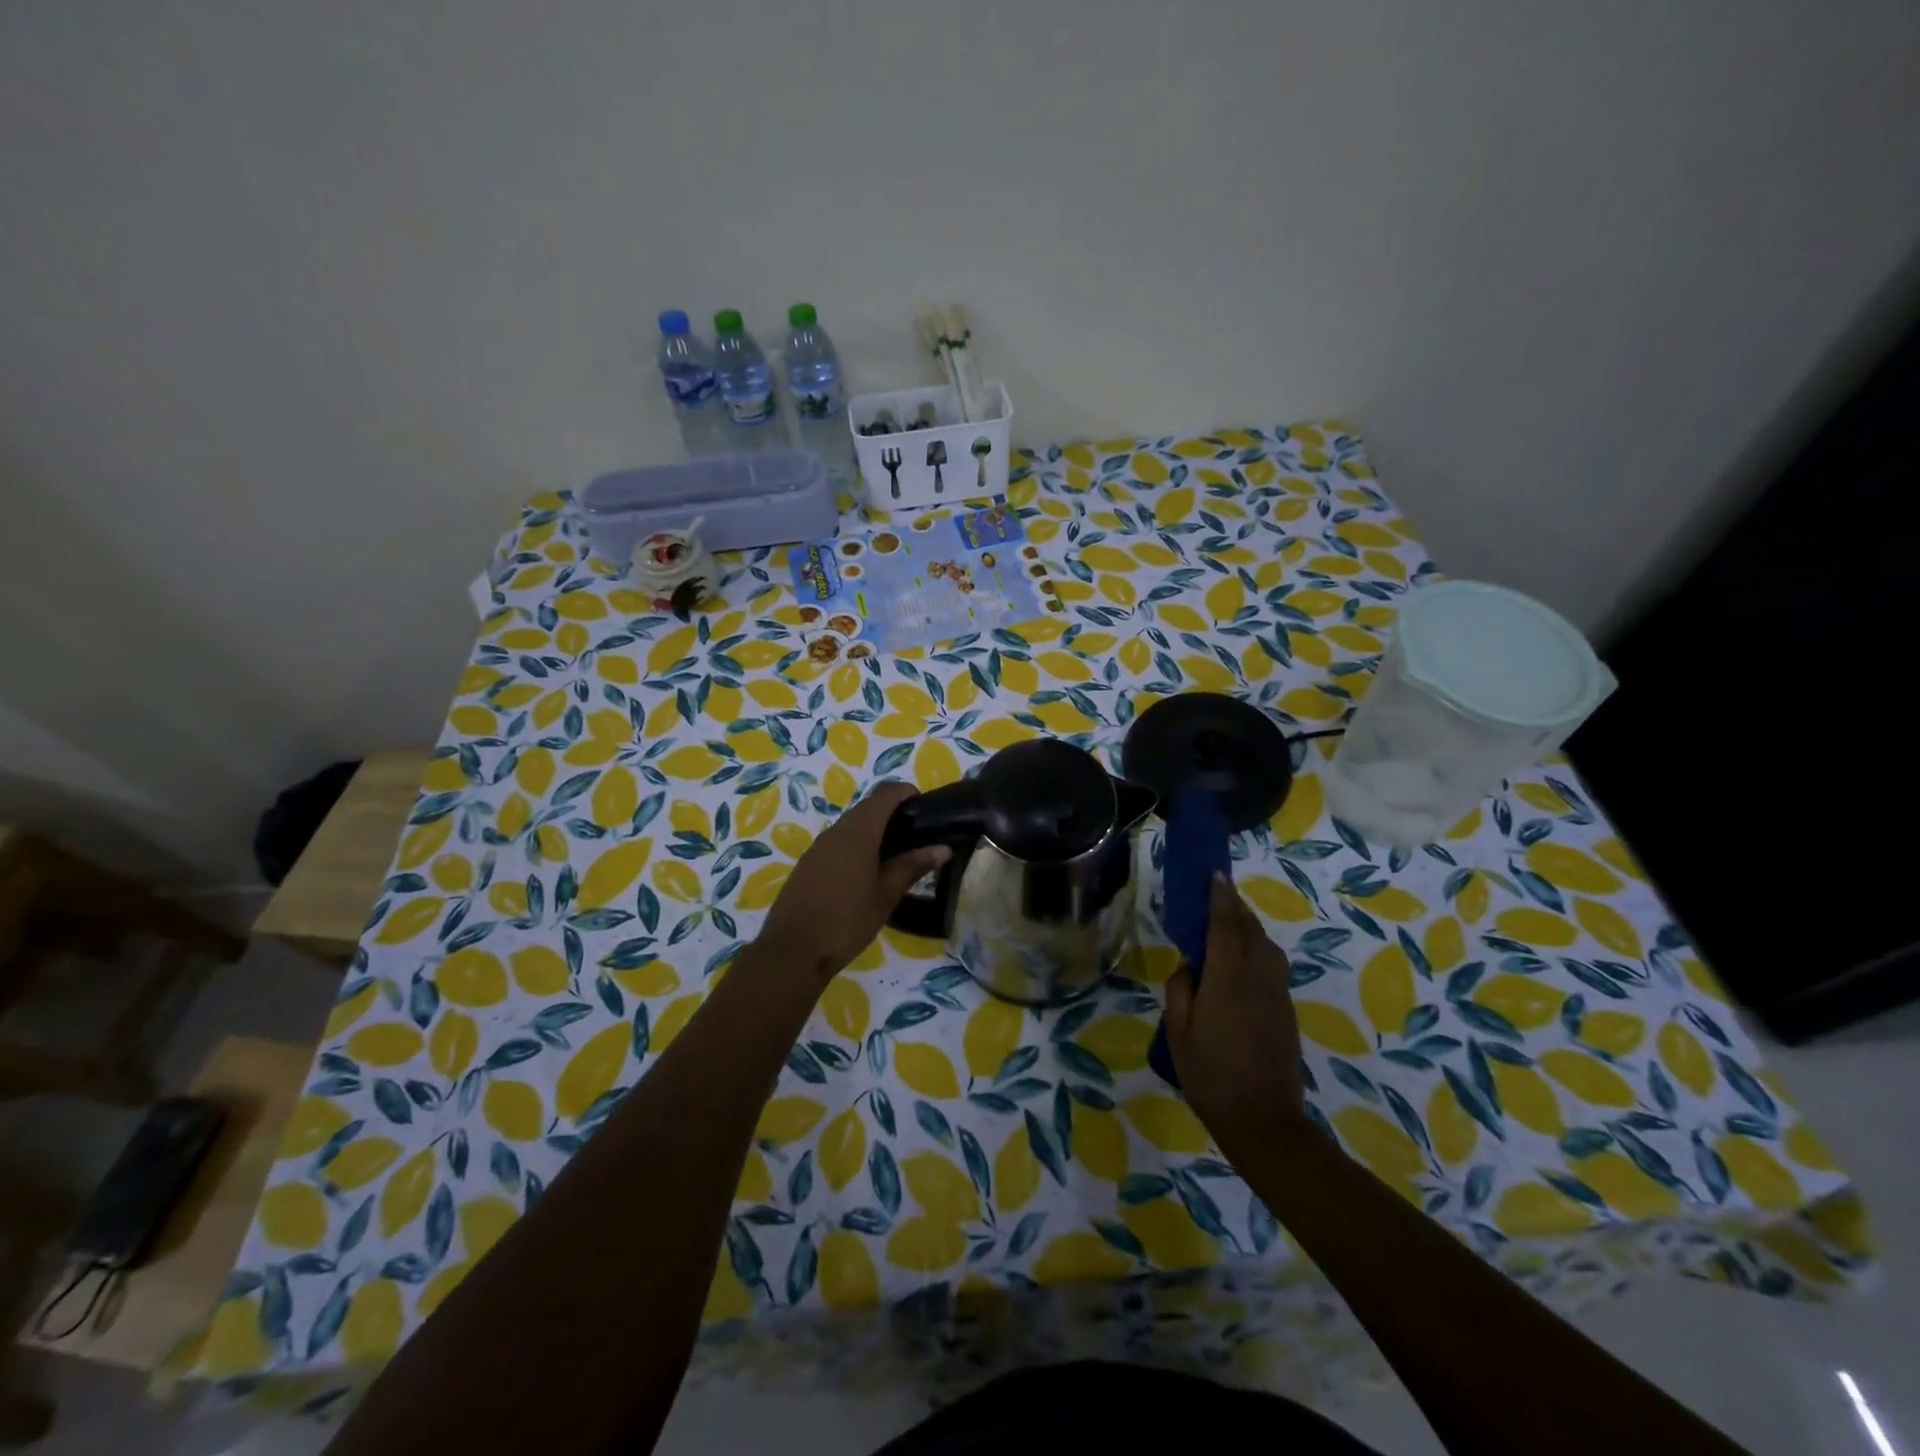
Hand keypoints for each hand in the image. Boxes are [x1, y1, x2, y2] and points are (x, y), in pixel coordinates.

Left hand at [756, 781, 949, 982]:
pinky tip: (868, 874)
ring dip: (875, 832)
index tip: (926, 809)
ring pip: (852, 825)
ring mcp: (819, 847)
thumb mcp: (886, 895)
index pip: (886, 793)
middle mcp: (836, 830)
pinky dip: (858, 846)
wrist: (791, 951)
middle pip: (869, 807)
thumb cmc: (846, 920)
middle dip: (894, 814)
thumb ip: (912, 866)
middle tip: (918, 838)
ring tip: (898, 857)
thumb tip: (943, 848)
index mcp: (858, 831)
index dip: (907, 793)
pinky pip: (839, 843)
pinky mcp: (809, 864)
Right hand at [1164, 874, 1309, 1154]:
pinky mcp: (1286, 1010)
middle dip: (1236, 906)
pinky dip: (1258, 948)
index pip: (1225, 926)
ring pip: (1267, 945)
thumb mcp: (1178, 1034)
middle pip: (1250, 930)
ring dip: (1249, 926)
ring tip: (1231, 921)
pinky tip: (1243, 957)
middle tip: (1219, 892)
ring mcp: (1277, 994)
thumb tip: (1189, 965)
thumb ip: (1180, 991)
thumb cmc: (1211, 1076)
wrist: (1264, 1120)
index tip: (1215, 875)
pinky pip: (1273, 964)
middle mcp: (1257, 978)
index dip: (1220, 898)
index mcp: (1227, 980)